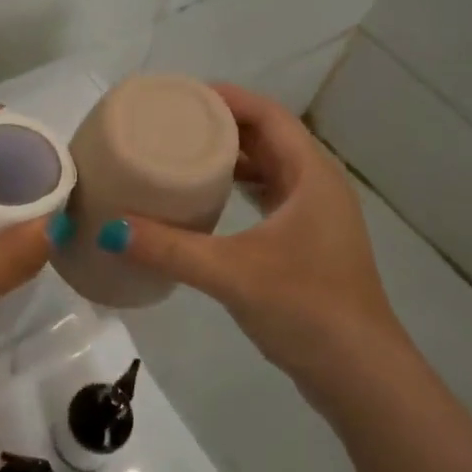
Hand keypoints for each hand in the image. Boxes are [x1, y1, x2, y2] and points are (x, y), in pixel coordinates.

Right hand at [113, 83, 403, 385]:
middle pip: (267, 137)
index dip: (227, 97)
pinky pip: (268, 197)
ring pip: (269, 168)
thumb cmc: (306, 309)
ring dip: (230, 158)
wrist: (360, 376)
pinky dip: (238, 189)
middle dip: (221, 125)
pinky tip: (206, 201)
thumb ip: (170, 250)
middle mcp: (318, 186)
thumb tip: (111, 230)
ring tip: (181, 154)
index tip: (181, 95)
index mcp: (312, 175)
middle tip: (171, 122)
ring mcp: (315, 217)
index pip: (268, 115)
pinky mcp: (307, 243)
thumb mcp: (232, 274)